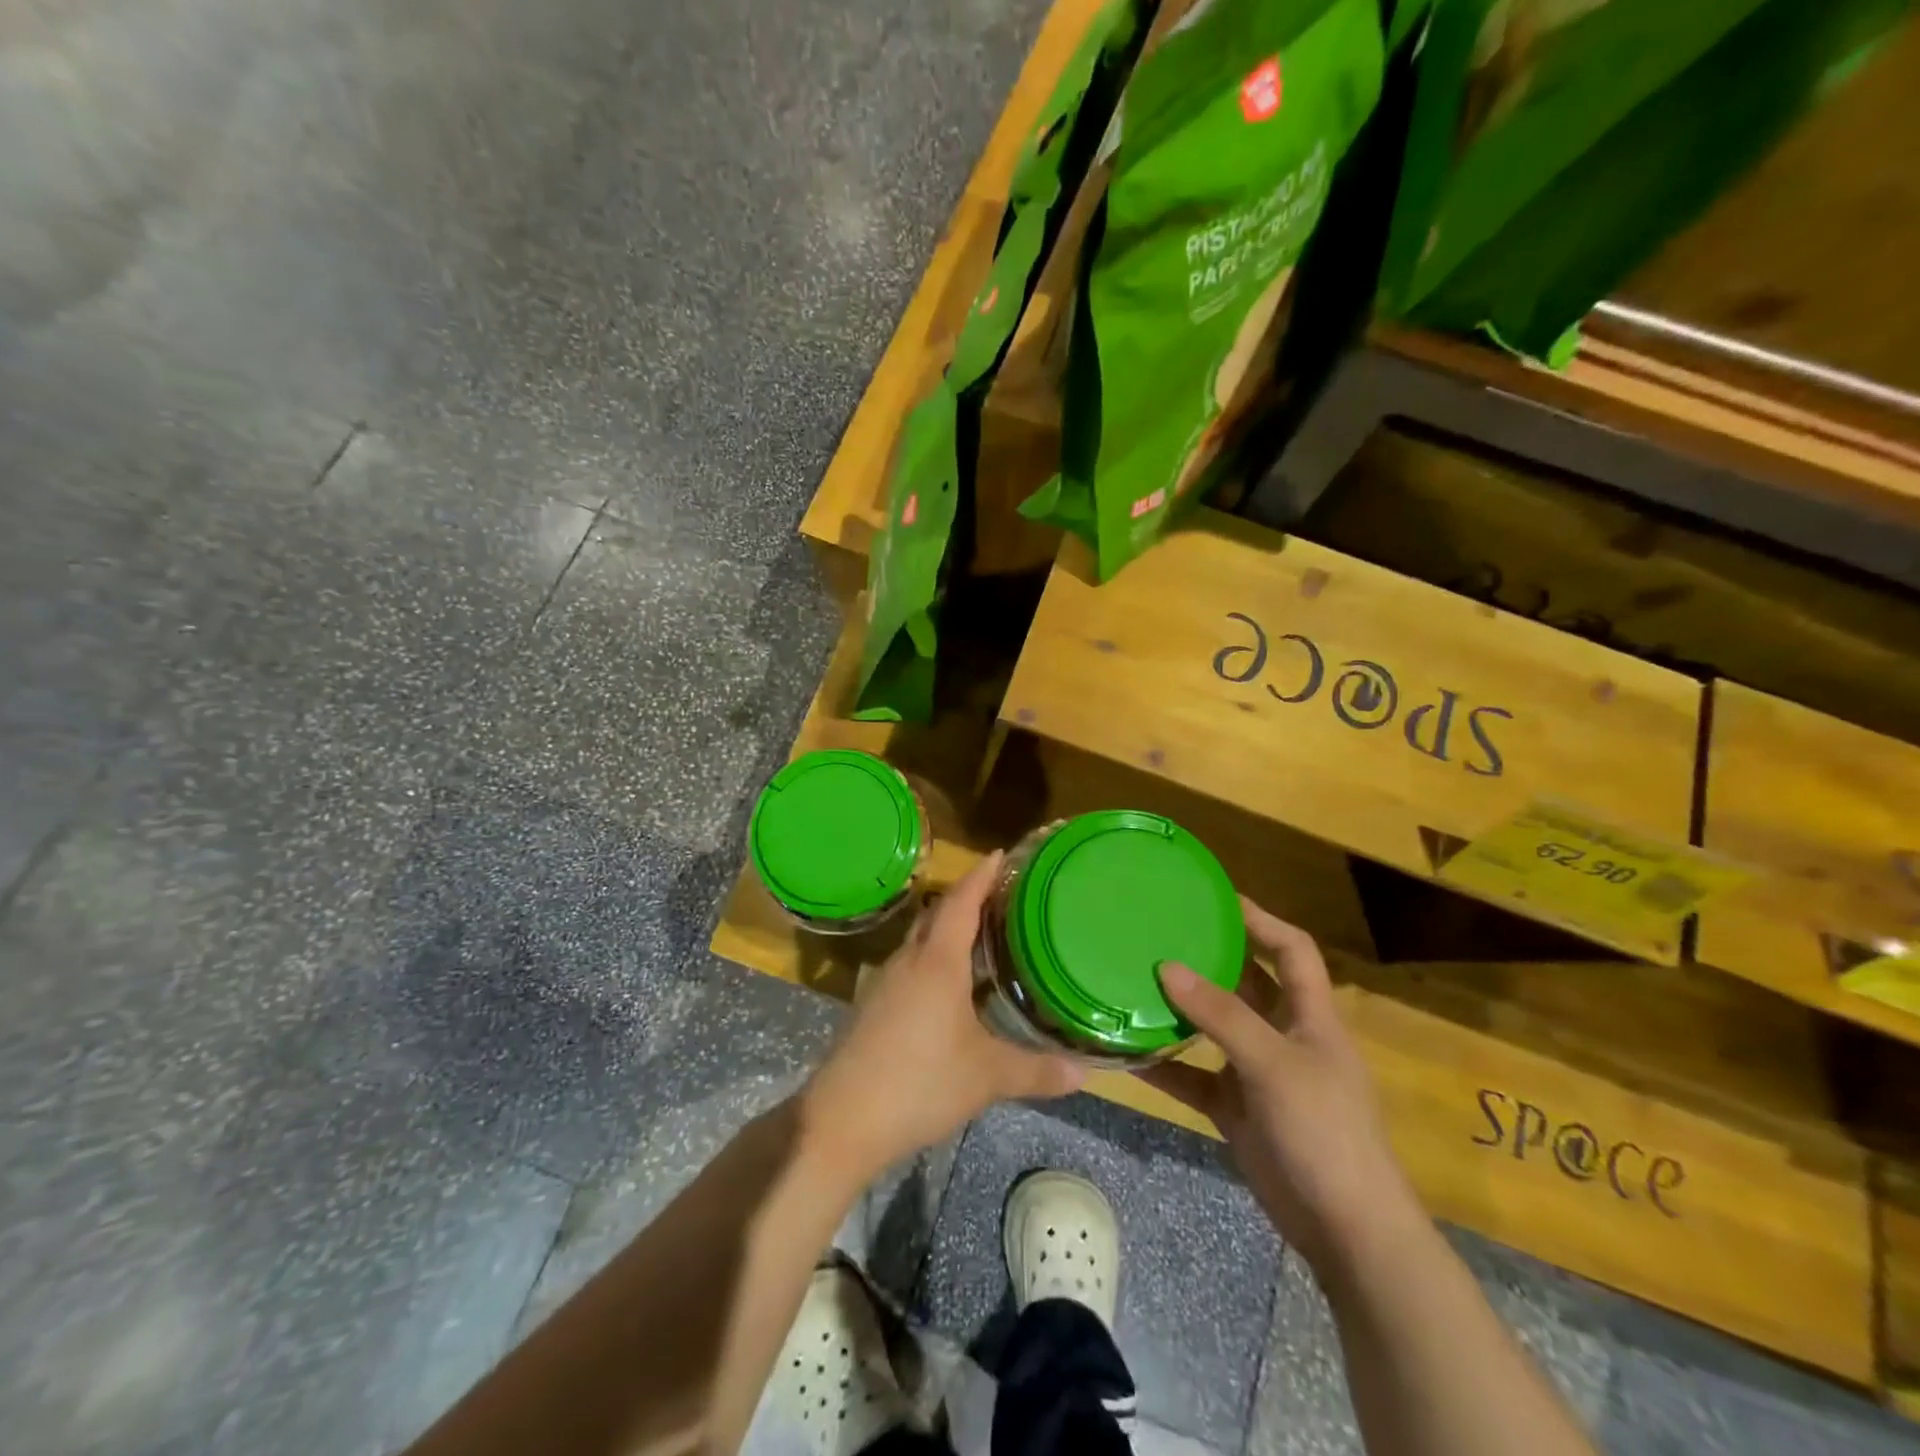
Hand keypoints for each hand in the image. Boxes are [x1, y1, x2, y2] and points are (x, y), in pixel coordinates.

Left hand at [799, 851, 1084, 1183]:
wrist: (842, 1120)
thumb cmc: (919, 1083)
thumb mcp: (986, 1077)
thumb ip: (1036, 1071)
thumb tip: (1085, 1073)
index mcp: (936, 962)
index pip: (961, 903)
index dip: (981, 876)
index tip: (1000, 854)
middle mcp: (908, 961)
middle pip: (937, 914)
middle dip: (966, 898)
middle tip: (1000, 894)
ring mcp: (885, 983)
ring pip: (920, 941)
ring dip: (947, 929)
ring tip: (981, 935)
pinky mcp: (872, 1007)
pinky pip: (910, 966)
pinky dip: (933, 960)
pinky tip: (950, 986)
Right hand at [1138, 899, 1421, 1271]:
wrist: (1345, 1231)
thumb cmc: (1324, 1132)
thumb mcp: (1273, 1065)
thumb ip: (1221, 1015)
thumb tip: (1166, 966)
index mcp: (1310, 1016)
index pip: (1292, 949)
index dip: (1260, 919)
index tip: (1215, 897)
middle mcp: (1284, 1036)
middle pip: (1247, 983)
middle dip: (1209, 957)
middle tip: (1159, 932)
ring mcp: (1259, 1075)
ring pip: (1214, 1029)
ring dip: (1180, 1010)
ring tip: (1134, 979)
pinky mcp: (1237, 1110)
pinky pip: (1194, 1077)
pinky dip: (1165, 1066)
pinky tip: (1127, 1054)